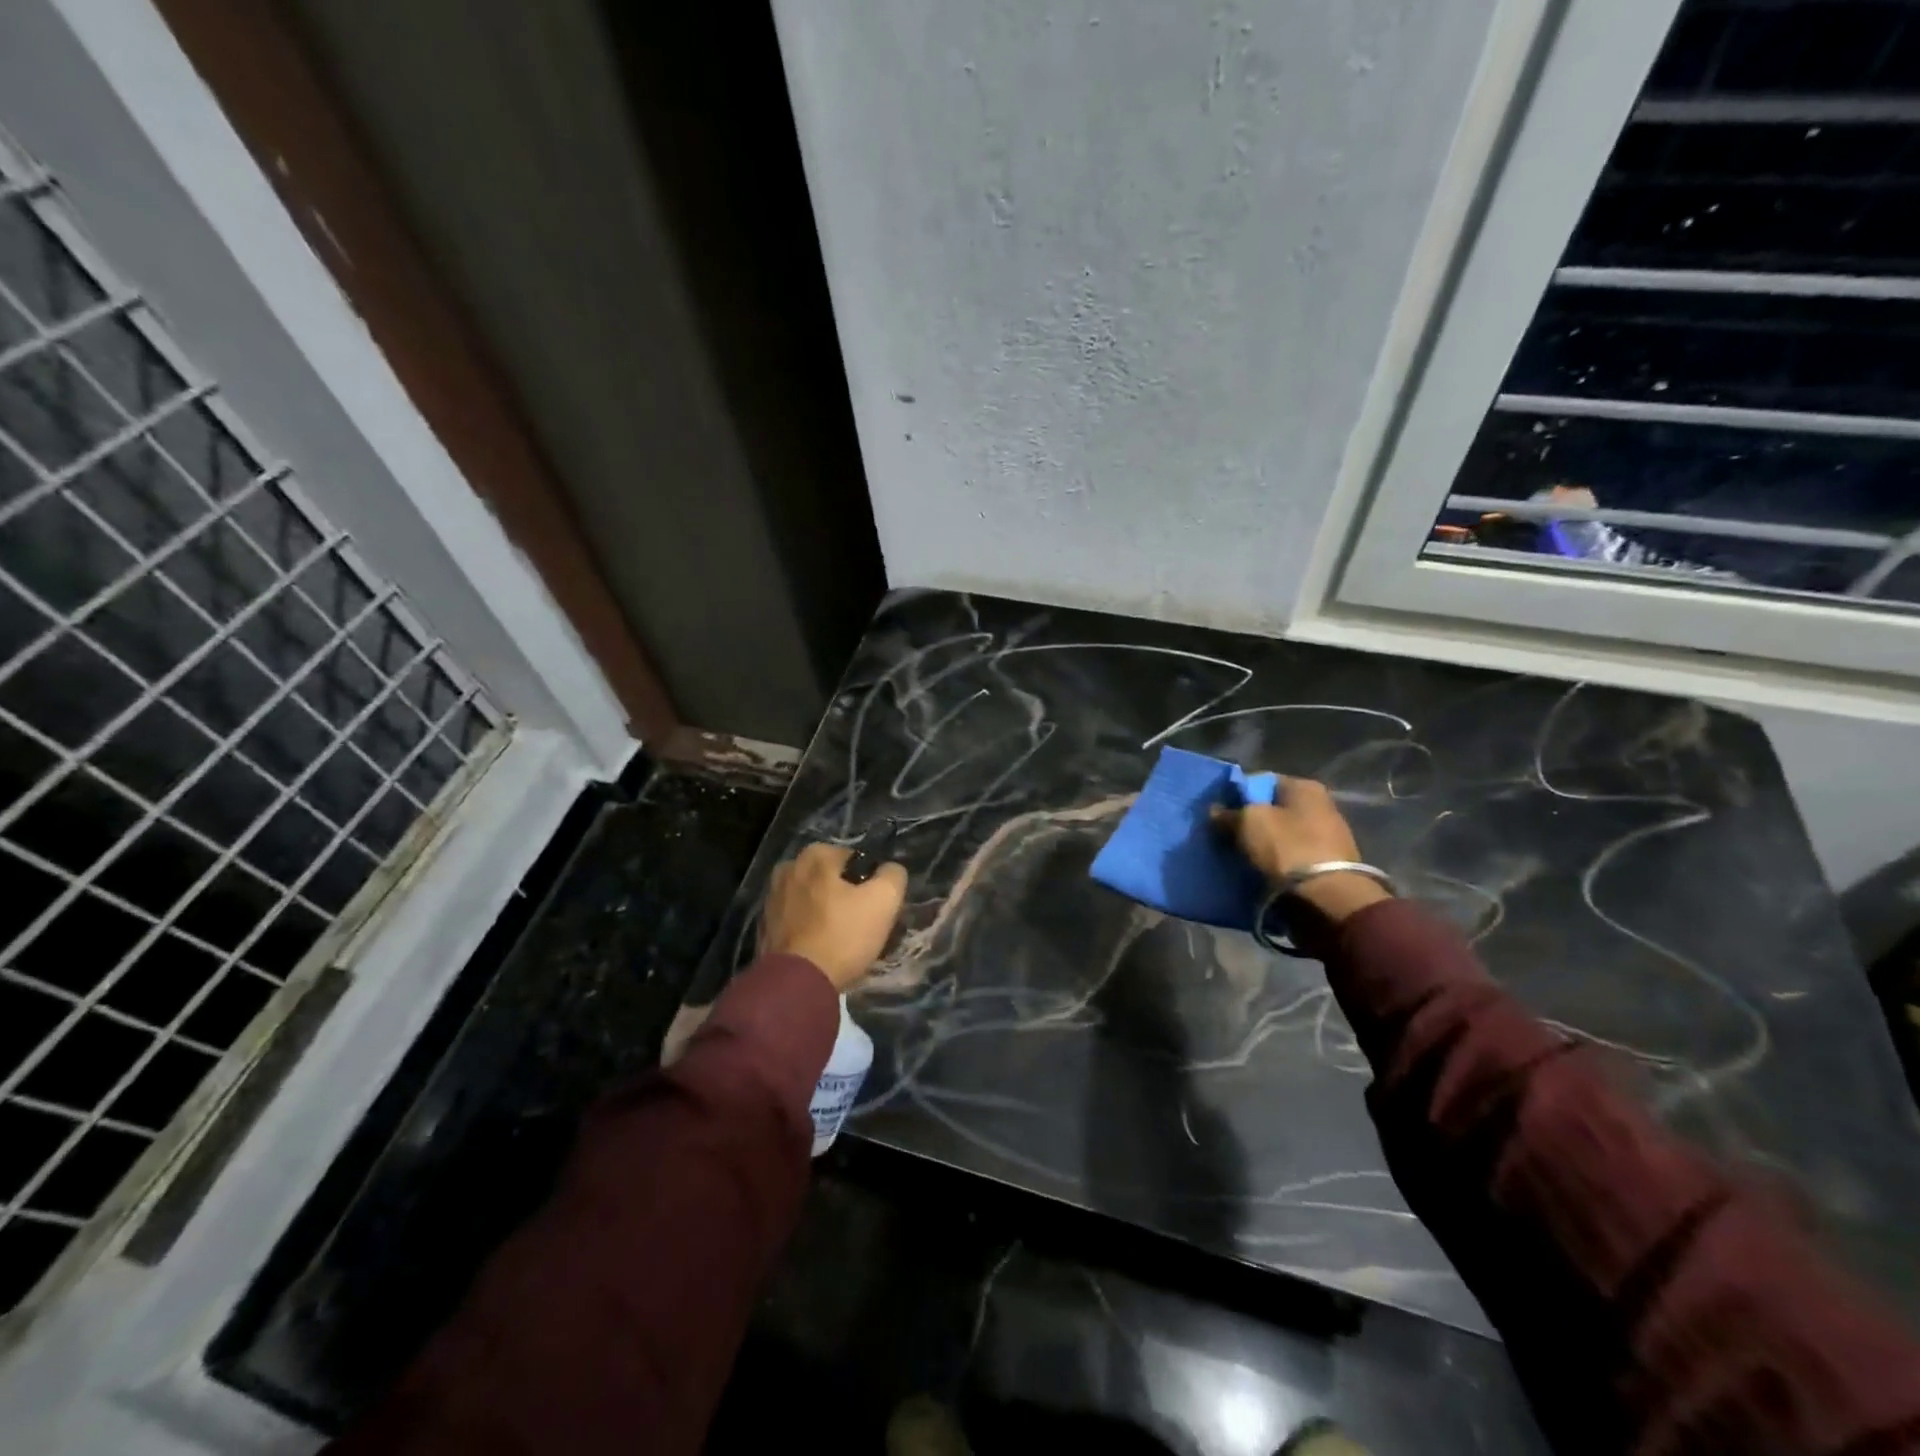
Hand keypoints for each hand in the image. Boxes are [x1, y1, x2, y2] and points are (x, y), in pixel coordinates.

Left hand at [759, 842, 907, 992]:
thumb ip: (893, 875)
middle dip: (845, 896)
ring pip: (812, 900)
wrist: (796, 984)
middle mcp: (788, 868)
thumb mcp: (884, 900)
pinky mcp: (764, 926)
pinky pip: (797, 921)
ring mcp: (771, 898)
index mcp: (815, 855)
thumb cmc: (842, 935)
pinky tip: (820, 949)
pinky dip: (808, 930)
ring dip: (826, 913)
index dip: (869, 883)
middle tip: (860, 925)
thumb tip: (889, 870)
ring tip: (841, 941)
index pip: (856, 860)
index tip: (875, 908)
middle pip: (831, 880)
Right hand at [1212, 777, 1389, 925]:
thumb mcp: (1247, 822)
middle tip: (1225, 835)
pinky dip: (1275, 861)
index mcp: (1304, 787)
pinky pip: (1290, 855)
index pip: (1260, 781)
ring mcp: (1326, 836)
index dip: (1236, 795)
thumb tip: (1215, 811)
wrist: (1326, 899)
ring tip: (1239, 856)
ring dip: (1261, 843)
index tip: (1219, 813)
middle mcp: (1320, 805)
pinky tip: (1259, 870)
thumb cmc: (1287, 848)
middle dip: (1248, 821)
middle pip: (1272, 808)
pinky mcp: (1327, 864)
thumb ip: (1228, 813)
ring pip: (1280, 833)